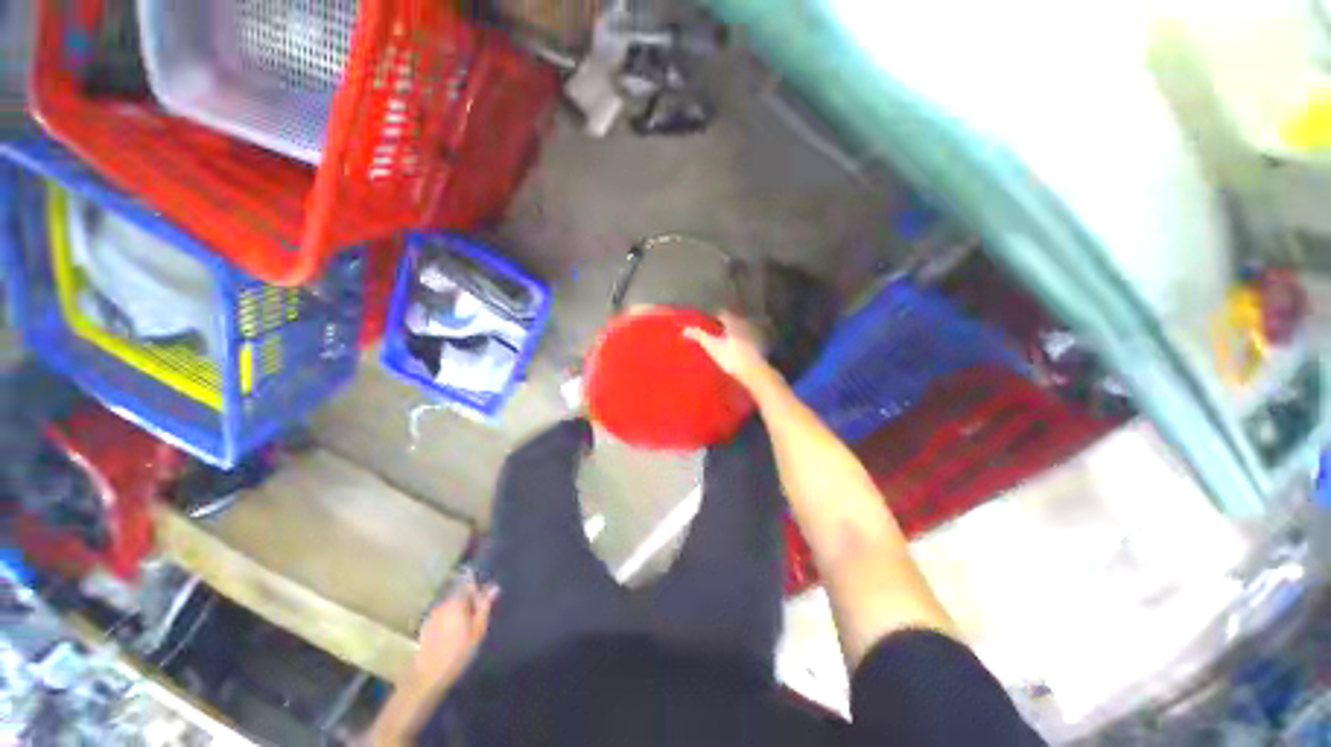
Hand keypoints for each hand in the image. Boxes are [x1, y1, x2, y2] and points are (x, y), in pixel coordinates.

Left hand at [412, 579, 497, 687]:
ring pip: (450, 605)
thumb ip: (484, 606)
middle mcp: (442, 604)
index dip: (478, 587)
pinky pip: (442, 616)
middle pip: (458, 593)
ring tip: (465, 627)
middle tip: (477, 616)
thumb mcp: (477, 629)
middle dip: (469, 600)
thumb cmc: (457, 652)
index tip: (485, 597)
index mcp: (456, 601)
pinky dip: (449, 620)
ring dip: (459, 611)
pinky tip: (452, 635)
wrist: (427, 676)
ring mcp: (431, 615)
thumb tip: (493, 587)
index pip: (468, 582)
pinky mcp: (425, 627)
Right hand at [683, 311, 773, 387]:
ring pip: (740, 331)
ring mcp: (754, 336)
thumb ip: (699, 336)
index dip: (713, 316)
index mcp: (733, 322)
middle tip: (713, 331)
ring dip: (732, 334)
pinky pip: (747, 341)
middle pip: (732, 321)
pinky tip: (736, 351)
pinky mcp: (759, 348)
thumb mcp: (712, 346)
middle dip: (723, 325)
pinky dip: (740, 343)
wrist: (754, 373)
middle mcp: (745, 325)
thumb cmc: (731, 357)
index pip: (722, 313)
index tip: (706, 321)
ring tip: (723, 341)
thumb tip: (684, 329)